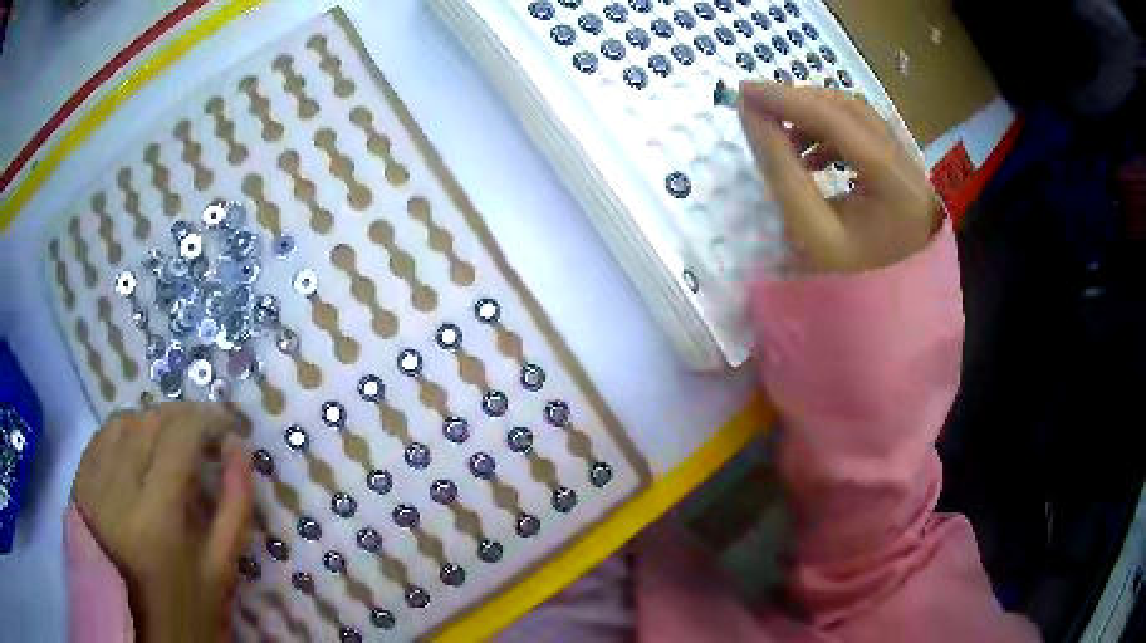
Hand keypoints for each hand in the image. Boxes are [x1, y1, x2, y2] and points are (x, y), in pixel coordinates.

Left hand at [74, 402, 252, 642]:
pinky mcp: (80, 481)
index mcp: (157, 517)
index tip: (228, 424)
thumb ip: (234, 507)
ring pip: (125, 421)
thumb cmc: (185, 610)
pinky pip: (103, 435)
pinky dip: (127, 431)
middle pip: (150, 420)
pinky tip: (140, 449)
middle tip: (205, 436)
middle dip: (184, 418)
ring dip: (154, 422)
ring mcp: (93, 481)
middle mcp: (118, 488)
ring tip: (173, 443)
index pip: (179, 435)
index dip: (207, 418)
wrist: (133, 627)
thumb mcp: (219, 570)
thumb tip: (239, 448)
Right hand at [738, 82, 939, 273]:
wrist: (887, 325)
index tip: (742, 91)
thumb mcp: (809, 230)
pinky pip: (868, 140)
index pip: (837, 121)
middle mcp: (910, 167)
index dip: (787, 100)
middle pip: (854, 112)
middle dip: (804, 103)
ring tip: (785, 137)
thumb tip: (751, 114)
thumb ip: (780, 167)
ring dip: (819, 118)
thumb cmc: (847, 288)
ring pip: (862, 121)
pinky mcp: (904, 180)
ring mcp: (911, 172)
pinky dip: (835, 137)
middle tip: (761, 110)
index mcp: (895, 183)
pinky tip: (814, 158)